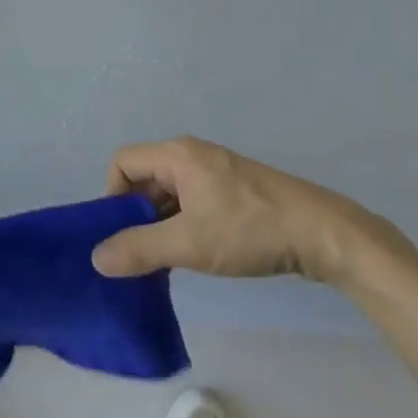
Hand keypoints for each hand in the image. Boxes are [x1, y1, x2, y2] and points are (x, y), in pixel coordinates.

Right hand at [91, 136, 404, 288]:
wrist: (321, 233)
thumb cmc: (249, 229)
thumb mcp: (190, 243)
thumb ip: (140, 249)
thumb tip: (96, 257)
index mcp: (176, 154)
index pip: (123, 162)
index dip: (113, 197)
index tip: (122, 237)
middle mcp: (191, 154)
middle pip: (145, 177)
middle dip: (136, 216)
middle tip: (141, 257)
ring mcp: (214, 171)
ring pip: (169, 193)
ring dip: (161, 224)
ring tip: (167, 263)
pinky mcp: (233, 191)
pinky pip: (191, 201)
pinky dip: (183, 225)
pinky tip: (195, 255)